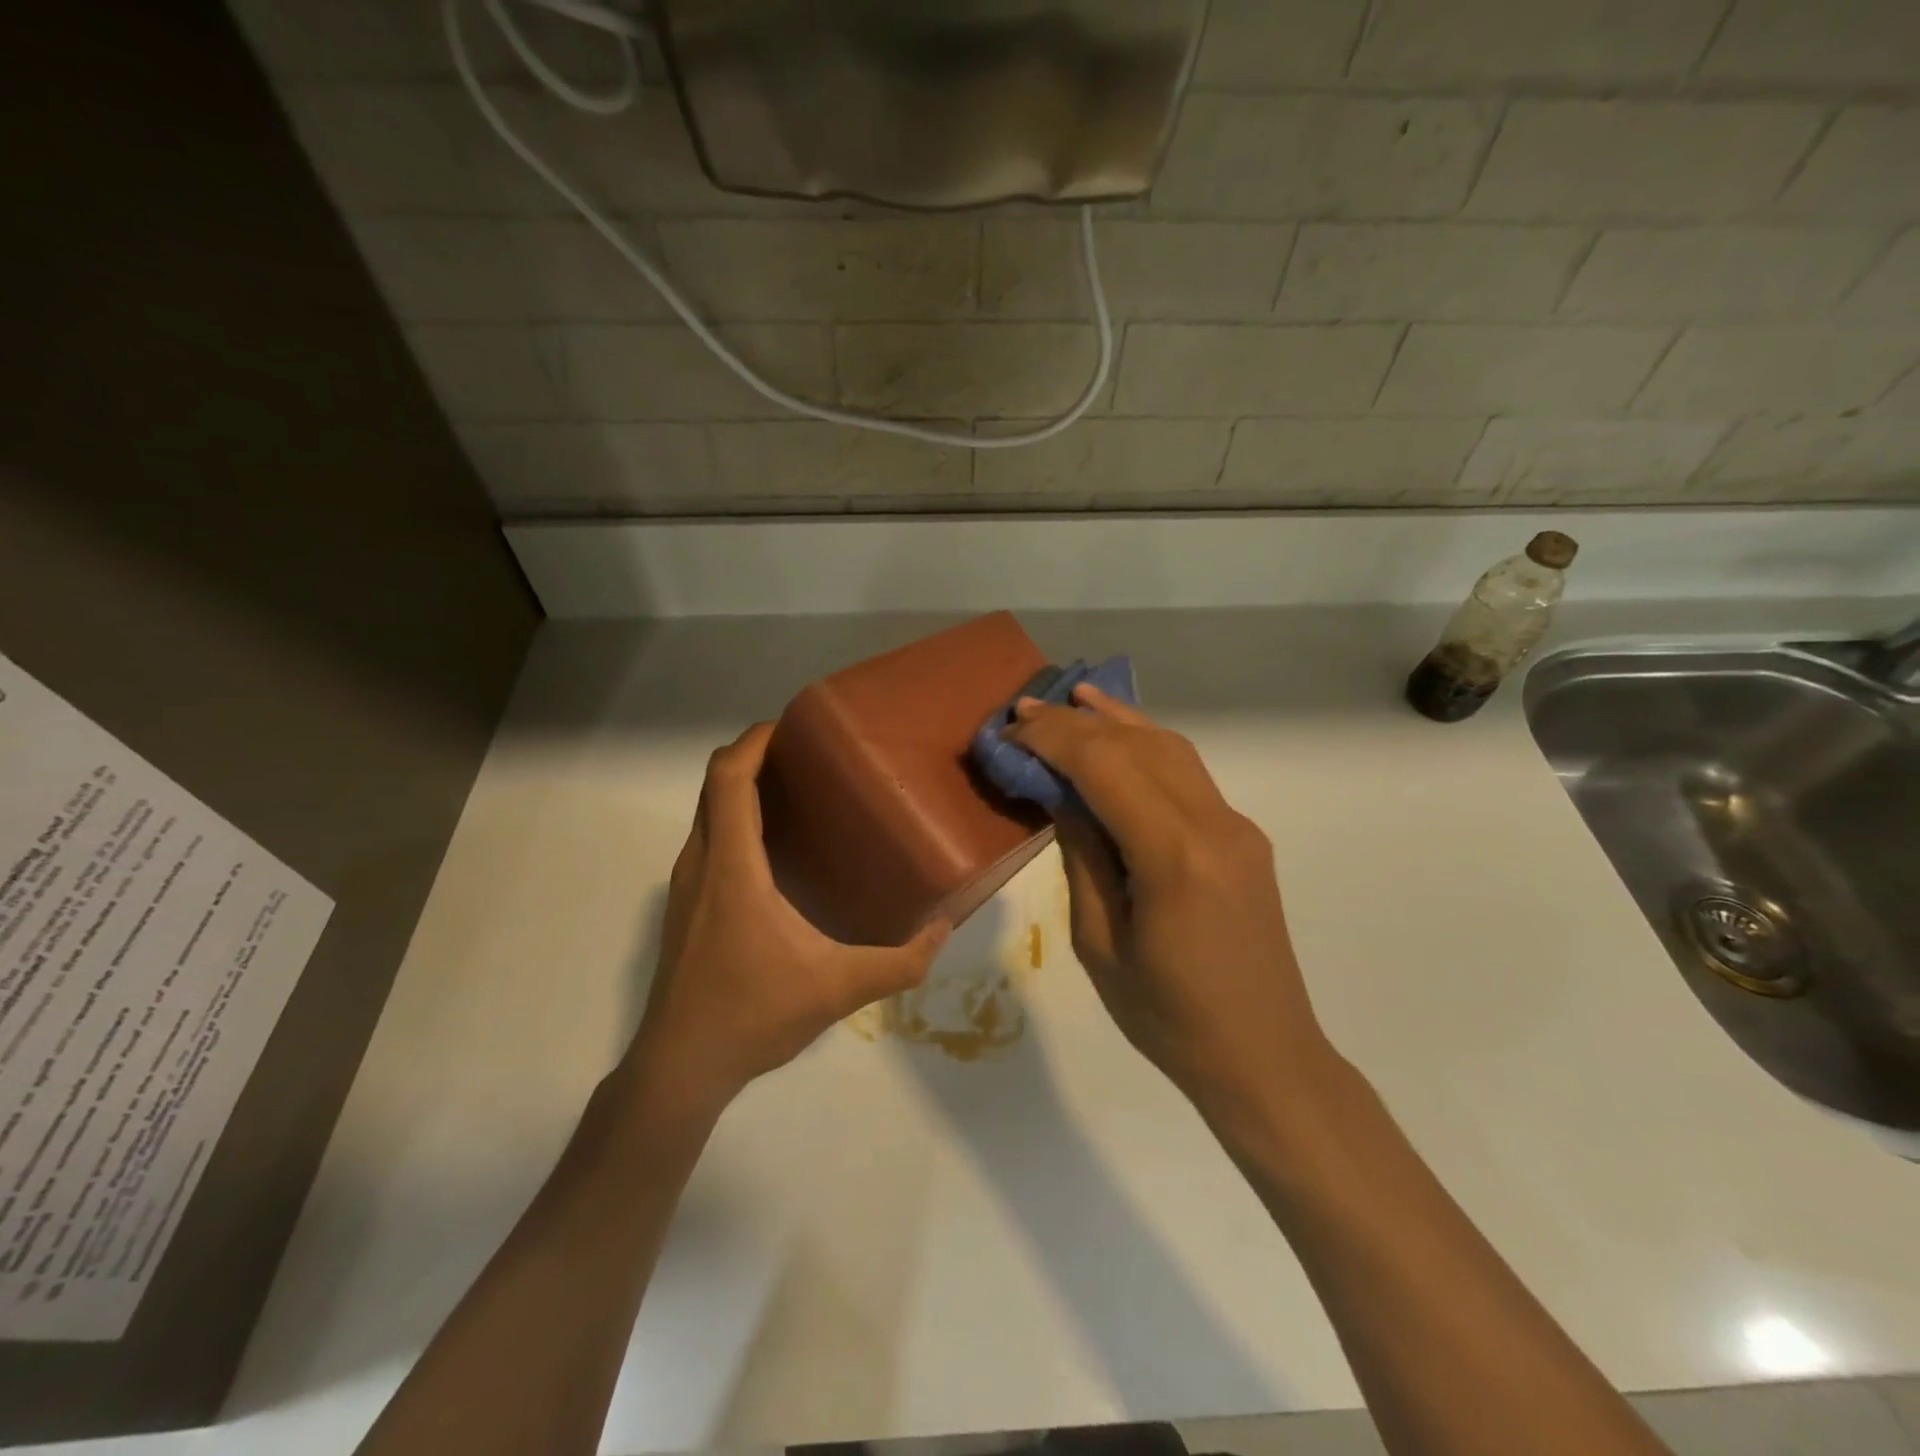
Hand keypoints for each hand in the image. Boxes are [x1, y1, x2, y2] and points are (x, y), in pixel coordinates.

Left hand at [628, 723, 949, 1113]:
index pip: (729, 778)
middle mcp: (702, 863)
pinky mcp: (684, 906)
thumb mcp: (838, 988)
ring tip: (795, 791)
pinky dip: (733, 820)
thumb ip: (900, 962)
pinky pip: (707, 839)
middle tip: (805, 754)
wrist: (680, 1067)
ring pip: (707, 812)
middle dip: (753, 755)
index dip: (755, 741)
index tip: (792, 726)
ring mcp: (686, 885)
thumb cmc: (753, 1014)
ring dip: (741, 788)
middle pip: (715, 784)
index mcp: (733, 867)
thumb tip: (944, 929)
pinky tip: (773, 849)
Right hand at [1007, 687, 1334, 1120]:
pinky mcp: (1243, 837)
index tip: (1010, 733)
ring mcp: (1236, 826)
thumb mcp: (1099, 943)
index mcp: (1173, 856)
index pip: (1104, 767)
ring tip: (1072, 700)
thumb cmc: (1166, 1017)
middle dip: (1077, 723)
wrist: (1263, 1055)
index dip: (1052, 740)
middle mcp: (1213, 824)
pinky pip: (1190, 775)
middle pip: (1138, 746)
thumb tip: (1061, 795)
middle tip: (1025, 711)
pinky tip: (1122, 736)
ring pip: (1171, 748)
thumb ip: (1082, 856)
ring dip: (1118, 721)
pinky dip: (1149, 746)